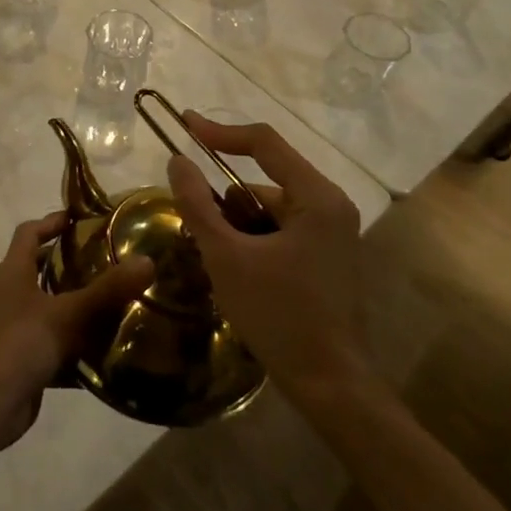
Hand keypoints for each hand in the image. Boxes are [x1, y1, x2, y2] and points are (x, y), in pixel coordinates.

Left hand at [0, 211, 154, 451]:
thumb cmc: (20, 344)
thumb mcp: (67, 313)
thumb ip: (107, 290)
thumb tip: (147, 261)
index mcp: (15, 273)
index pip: (29, 233)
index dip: (52, 221)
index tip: (82, 218)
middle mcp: (14, 295)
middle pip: (42, 268)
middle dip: (73, 262)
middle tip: (111, 259)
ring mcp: (20, 328)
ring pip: (53, 307)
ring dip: (80, 304)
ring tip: (120, 299)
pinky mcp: (29, 359)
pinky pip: (59, 343)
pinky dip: (81, 344)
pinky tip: (110, 348)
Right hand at [165, 113, 368, 402]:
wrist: (331, 385)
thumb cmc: (279, 315)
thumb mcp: (226, 257)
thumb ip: (198, 204)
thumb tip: (177, 161)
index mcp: (316, 197)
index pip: (264, 143)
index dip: (220, 131)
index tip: (184, 125)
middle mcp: (330, 205)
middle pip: (265, 179)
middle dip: (226, 200)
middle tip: (197, 227)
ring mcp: (333, 232)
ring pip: (269, 208)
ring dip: (238, 225)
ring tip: (219, 262)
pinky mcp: (327, 255)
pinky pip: (281, 229)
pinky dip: (254, 241)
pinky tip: (239, 273)